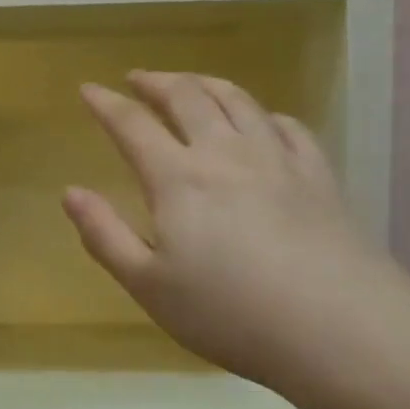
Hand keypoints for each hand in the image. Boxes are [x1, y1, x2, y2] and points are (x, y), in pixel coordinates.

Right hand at [63, 71, 409, 399]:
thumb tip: (70, 192)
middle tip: (137, 78)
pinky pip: (287, 126)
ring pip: (238, 100)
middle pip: (187, 97)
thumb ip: (104, 235)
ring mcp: (277, 159)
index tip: (88, 88)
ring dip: (206, 84)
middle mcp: (225, 153)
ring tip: (190, 83)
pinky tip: (261, 121)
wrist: (339, 330)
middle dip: (156, 82)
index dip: (106, 103)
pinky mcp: (319, 175)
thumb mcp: (148, 285)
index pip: (132, 125)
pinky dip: (263, 113)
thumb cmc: (230, 314)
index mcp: (178, 178)